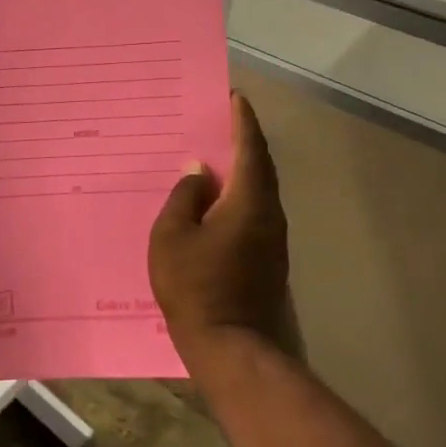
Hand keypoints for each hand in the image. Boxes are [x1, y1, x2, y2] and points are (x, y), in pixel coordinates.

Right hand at [149, 92, 296, 369]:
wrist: (233, 349)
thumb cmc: (196, 286)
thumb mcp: (173, 236)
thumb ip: (184, 197)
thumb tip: (199, 171)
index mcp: (249, 202)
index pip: (250, 149)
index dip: (242, 121)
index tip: (234, 97)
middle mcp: (269, 215)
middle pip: (260, 168)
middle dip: (243, 141)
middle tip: (221, 120)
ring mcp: (272, 241)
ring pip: (258, 192)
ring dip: (241, 169)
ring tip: (214, 156)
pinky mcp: (267, 261)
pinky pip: (253, 212)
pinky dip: (238, 195)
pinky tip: (215, 200)